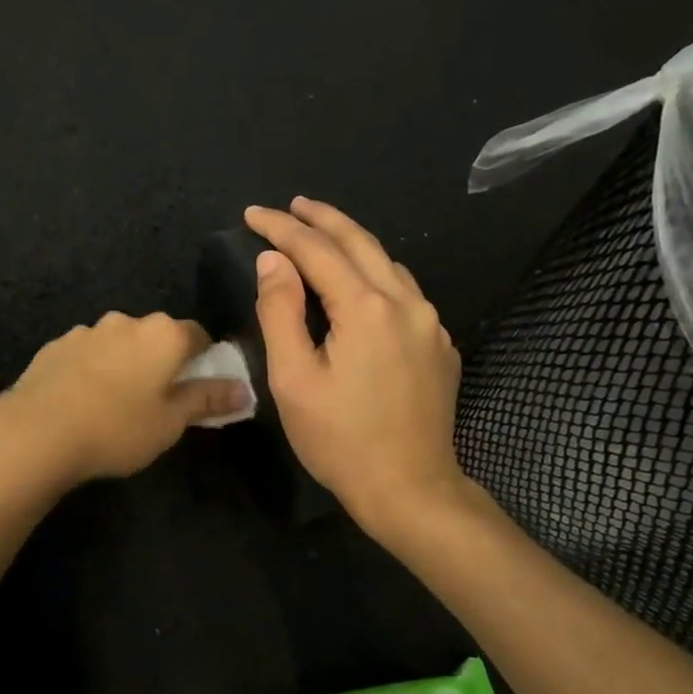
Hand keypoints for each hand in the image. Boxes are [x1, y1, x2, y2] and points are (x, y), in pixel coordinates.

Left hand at [0, 312, 249, 487]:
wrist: (37, 432)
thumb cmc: (118, 428)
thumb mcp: (171, 422)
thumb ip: (208, 400)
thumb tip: (244, 389)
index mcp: (164, 334)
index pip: (198, 335)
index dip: (204, 360)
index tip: (199, 387)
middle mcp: (127, 322)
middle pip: (156, 336)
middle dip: (162, 361)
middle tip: (158, 399)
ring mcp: (87, 331)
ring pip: (118, 343)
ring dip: (124, 363)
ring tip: (116, 402)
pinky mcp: (55, 346)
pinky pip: (86, 354)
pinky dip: (92, 370)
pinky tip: (83, 400)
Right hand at [244, 198, 468, 541]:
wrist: (410, 488)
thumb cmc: (340, 440)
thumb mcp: (294, 379)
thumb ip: (281, 313)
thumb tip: (273, 261)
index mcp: (366, 309)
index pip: (317, 251)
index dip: (282, 229)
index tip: (252, 215)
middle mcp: (406, 303)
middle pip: (361, 243)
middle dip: (322, 219)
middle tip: (291, 205)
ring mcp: (430, 324)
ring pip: (388, 264)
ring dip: (352, 243)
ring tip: (321, 233)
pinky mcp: (439, 346)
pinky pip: (404, 292)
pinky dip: (375, 273)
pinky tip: (359, 283)